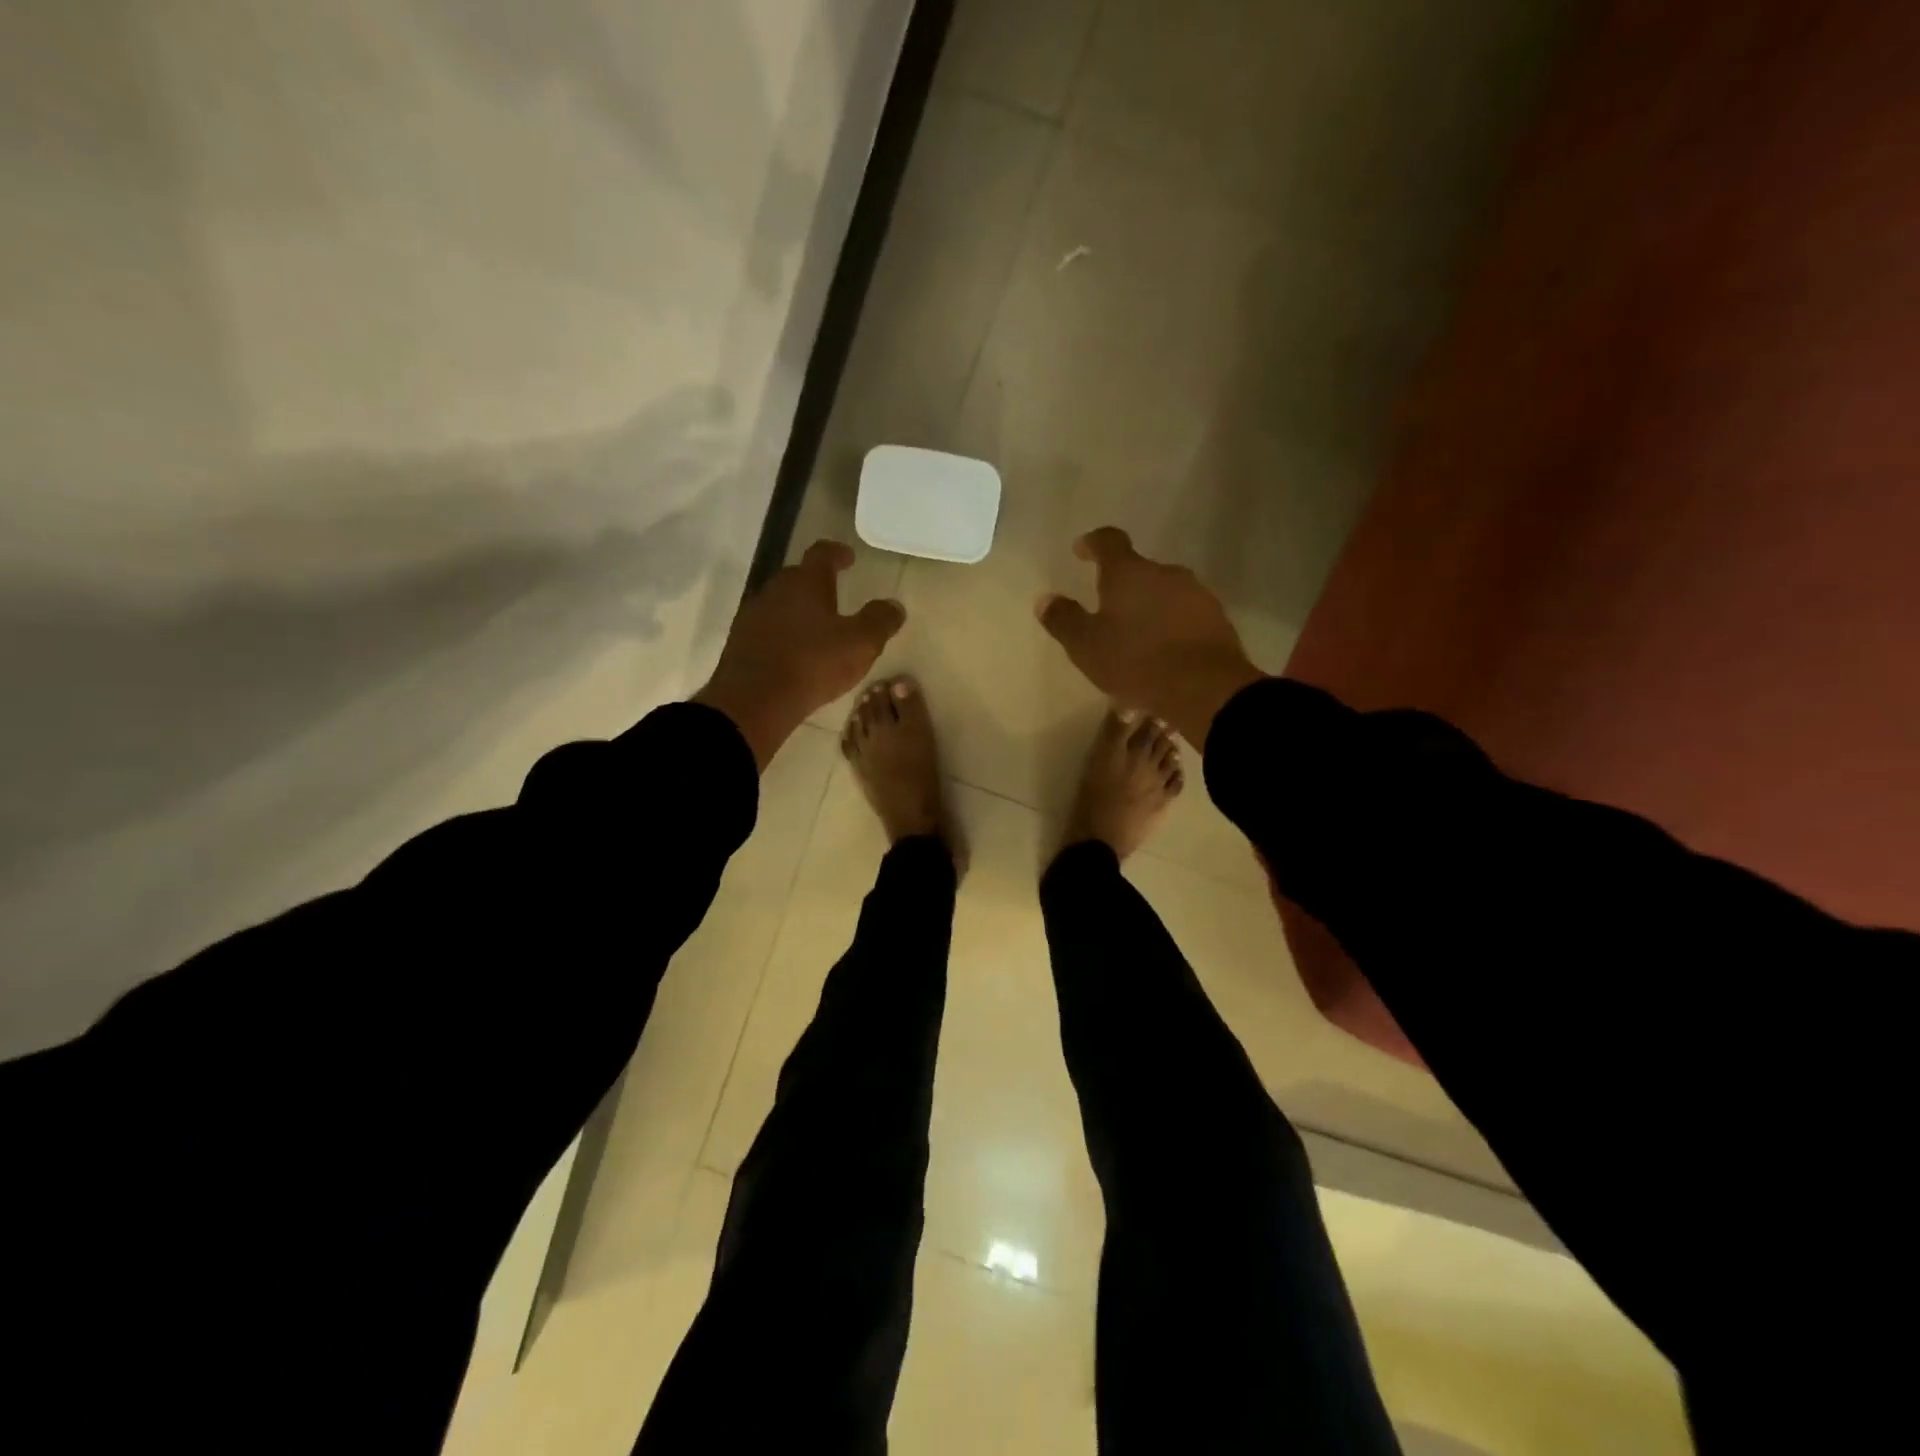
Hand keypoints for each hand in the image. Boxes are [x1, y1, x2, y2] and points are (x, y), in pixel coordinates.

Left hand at [694, 541, 904, 769]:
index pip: (822, 553)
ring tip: (817, 626)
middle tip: (836, 593)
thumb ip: (880, 620)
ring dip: (799, 608)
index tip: (849, 557)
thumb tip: (894, 606)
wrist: (754, 701)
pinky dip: (784, 631)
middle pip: (798, 576)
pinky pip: (768, 627)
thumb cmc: (812, 664)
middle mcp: (776, 589)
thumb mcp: (861, 644)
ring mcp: (754, 614)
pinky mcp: (741, 641)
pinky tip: (795, 650)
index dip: (837, 553)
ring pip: (781, 602)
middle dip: (817, 582)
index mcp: (806, 582)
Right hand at [1038, 527, 1263, 746]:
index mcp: (1129, 573)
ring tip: (1135, 640)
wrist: (1206, 688)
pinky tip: (1162, 654)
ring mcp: (1196, 594)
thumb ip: (1064, 620)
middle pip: (1139, 571)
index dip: (1093, 543)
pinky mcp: (1217, 619)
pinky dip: (1170, 627)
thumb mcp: (1086, 646)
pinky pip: (1184, 616)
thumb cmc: (1136, 661)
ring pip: (1164, 594)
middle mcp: (1166, 573)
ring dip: (1148, 609)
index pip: (1109, 542)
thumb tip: (1046, 599)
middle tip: (1107, 612)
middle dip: (1122, 587)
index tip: (1082, 550)